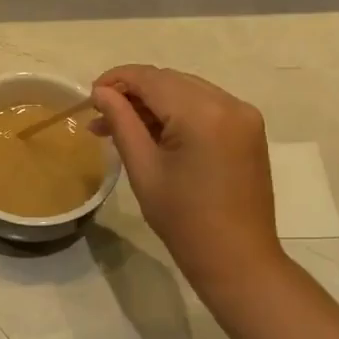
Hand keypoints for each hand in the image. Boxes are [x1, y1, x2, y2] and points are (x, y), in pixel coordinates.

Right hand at [93, 64, 282, 290]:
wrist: (237, 259)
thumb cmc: (183, 220)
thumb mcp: (144, 168)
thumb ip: (121, 122)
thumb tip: (101, 92)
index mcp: (203, 113)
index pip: (151, 79)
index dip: (116, 80)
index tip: (89, 97)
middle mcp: (229, 103)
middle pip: (170, 80)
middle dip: (134, 93)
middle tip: (101, 117)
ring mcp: (244, 115)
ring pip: (187, 91)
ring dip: (154, 102)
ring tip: (121, 127)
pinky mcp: (249, 129)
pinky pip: (206, 106)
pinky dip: (178, 112)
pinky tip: (155, 133)